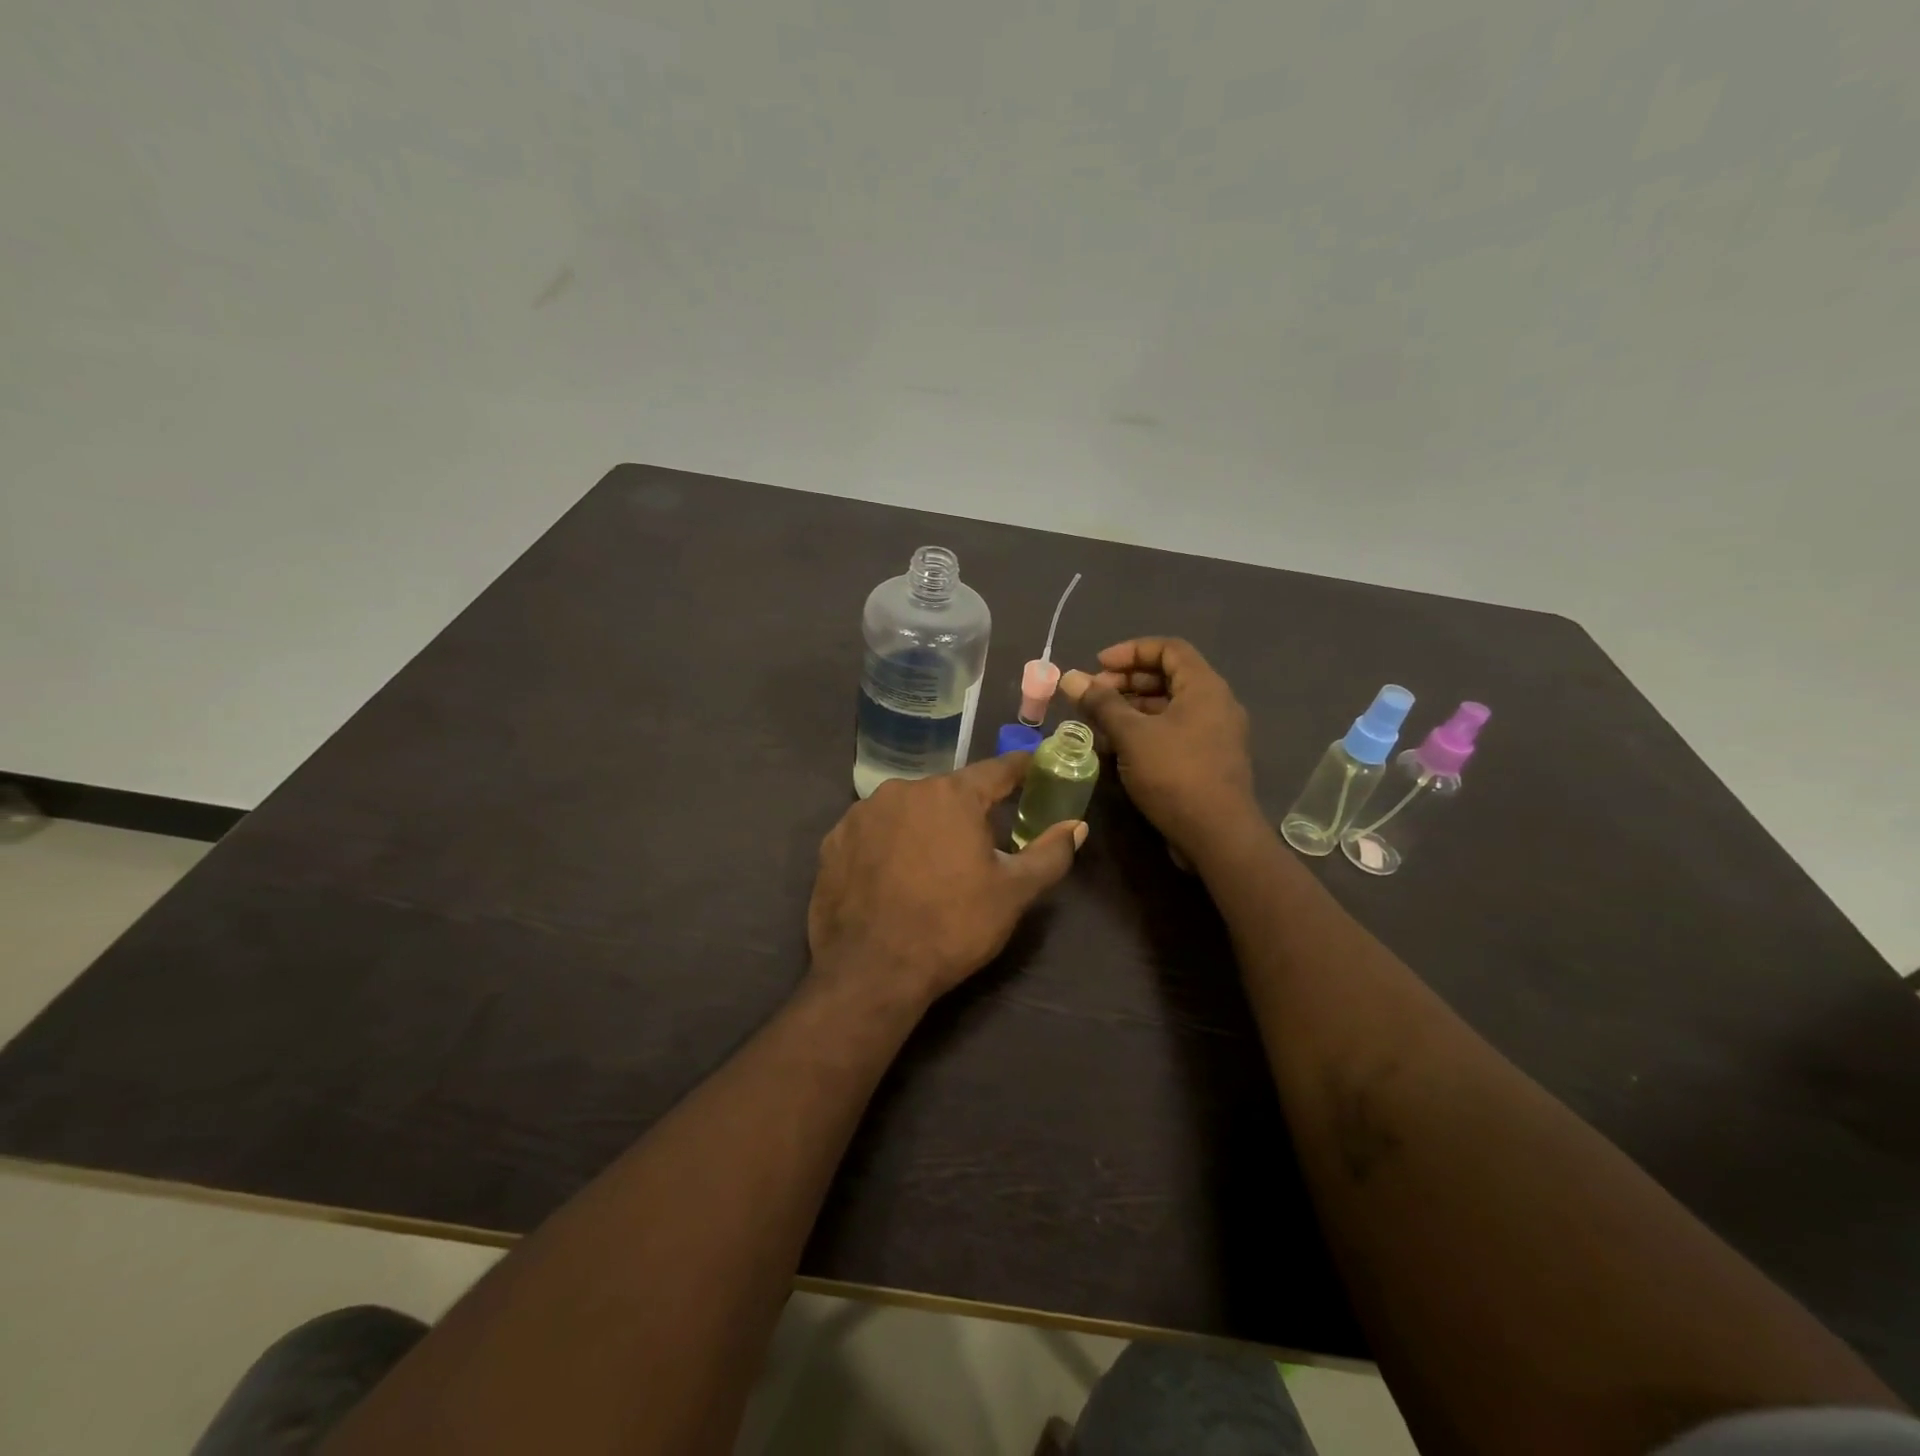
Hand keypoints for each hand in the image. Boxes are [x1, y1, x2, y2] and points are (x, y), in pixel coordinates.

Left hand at [807, 754, 1085, 1009]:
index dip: (1021, 770)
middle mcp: (904, 789)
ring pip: (908, 810)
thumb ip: (1050, 853)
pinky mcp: (833, 841)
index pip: (997, 770)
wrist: (870, 972)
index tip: (1035, 769)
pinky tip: (892, 876)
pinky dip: (888, 844)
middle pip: (949, 792)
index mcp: (952, 795)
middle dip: (968, 811)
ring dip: (925, 827)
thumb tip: (1077, 825)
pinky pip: (873, 831)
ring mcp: (861, 813)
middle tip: (981, 844)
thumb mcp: (1013, 893)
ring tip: (932, 866)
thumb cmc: (952, 926)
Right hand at [1060, 638, 1256, 862]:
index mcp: (1204, 687)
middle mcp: (1215, 704)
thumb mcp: (1132, 735)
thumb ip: (1101, 704)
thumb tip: (1069, 678)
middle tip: (1093, 696)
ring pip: (1168, 708)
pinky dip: (1144, 732)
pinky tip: (1115, 749)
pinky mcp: (1208, 760)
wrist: (1217, 836)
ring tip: (1097, 723)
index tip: (1097, 666)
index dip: (1130, 651)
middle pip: (1167, 677)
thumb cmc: (1175, 774)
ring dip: (1131, 709)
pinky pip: (1173, 732)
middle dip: (1126, 682)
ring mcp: (1214, 734)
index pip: (1168, 648)